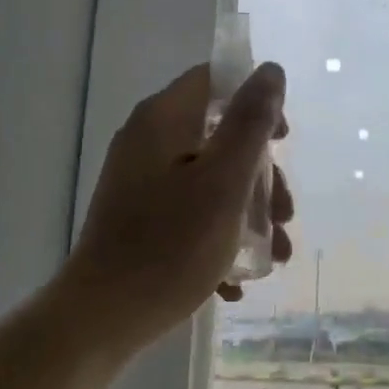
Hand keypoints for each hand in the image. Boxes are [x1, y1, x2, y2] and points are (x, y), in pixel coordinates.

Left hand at [63, 61, 293, 353]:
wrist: (103, 317)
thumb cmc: (171, 245)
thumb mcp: (224, 182)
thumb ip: (250, 123)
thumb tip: (270, 71)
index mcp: (163, 121)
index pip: (214, 81)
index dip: (256, 102)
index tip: (283, 143)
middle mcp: (147, 143)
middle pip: (218, 136)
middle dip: (262, 176)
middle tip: (286, 214)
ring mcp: (141, 183)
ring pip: (210, 180)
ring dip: (249, 213)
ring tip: (275, 255)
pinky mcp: (139, 218)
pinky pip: (190, 212)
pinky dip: (219, 235)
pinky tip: (235, 278)